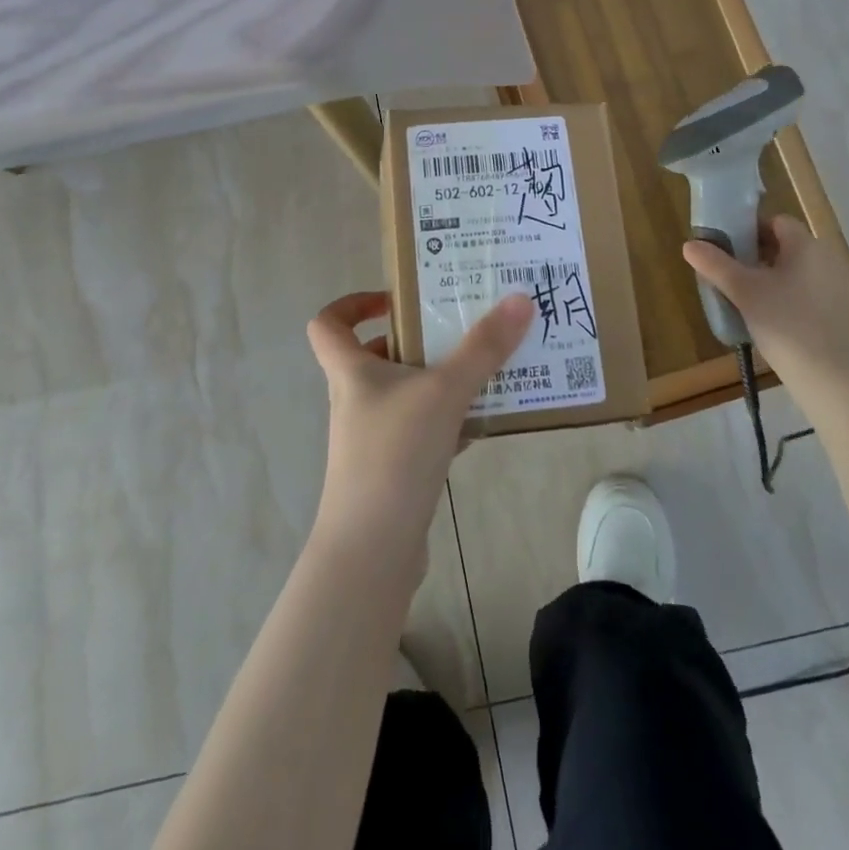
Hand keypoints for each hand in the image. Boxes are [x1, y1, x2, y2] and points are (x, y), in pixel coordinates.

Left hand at [307, 291, 532, 556]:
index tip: (395, 300)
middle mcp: (355, 400)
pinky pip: (418, 430)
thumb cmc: (394, 455)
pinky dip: (446, 421)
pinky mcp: (390, 471)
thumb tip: (520, 298)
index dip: (352, 304)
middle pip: (374, 356)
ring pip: (402, 394)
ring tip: (481, 370)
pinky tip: (480, 425)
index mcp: (351, 372)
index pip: (328, 324)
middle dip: (415, 340)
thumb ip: (483, 347)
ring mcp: (370, 438)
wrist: (372, 551)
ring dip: (436, 380)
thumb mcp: (444, 392)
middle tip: (458, 328)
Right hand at [682, 216, 848, 391]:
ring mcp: (833, 287)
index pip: (775, 221)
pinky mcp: (834, 313)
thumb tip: (690, 244)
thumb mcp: (743, 291)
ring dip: (765, 277)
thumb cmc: (785, 323)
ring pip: (791, 271)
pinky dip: (782, 297)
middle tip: (726, 272)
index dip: (748, 228)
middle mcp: (824, 259)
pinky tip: (764, 318)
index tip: (725, 246)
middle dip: (752, 255)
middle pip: (783, 245)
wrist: (831, 377)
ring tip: (740, 297)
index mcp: (805, 245)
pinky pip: (802, 292)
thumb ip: (715, 265)